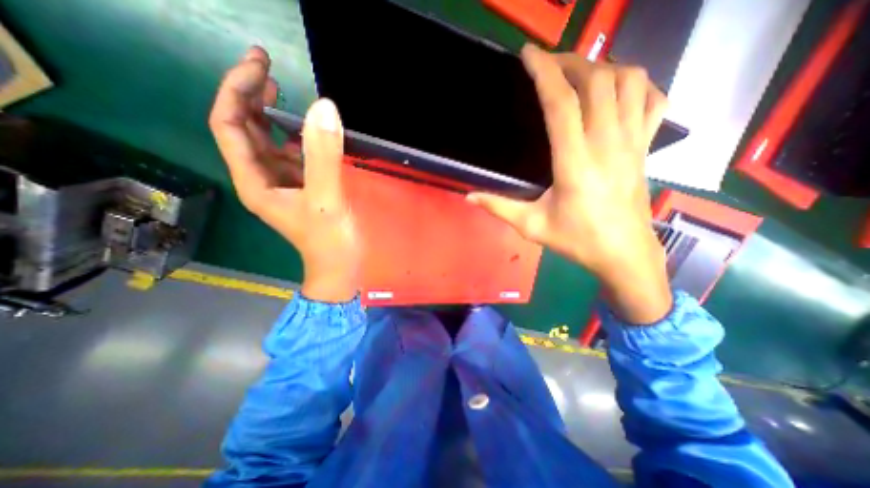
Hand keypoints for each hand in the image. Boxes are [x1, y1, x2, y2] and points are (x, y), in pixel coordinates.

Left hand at [207, 47, 358, 301]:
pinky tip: (306, 127)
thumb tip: (324, 107)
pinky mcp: (300, 186)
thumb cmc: (329, 241)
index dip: (237, 91)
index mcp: (255, 181)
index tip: (262, 66)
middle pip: (243, 128)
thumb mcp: (326, 199)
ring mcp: (281, 182)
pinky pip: (289, 153)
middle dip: (249, 94)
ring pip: (266, 139)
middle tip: (269, 65)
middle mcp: (261, 178)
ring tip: (283, 87)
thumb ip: (324, 156)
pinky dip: (293, 134)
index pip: (230, 125)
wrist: (339, 266)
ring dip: (270, 111)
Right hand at [469, 45, 670, 324]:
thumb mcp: (531, 227)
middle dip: (570, 62)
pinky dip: (637, 84)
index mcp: (575, 163)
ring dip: (602, 67)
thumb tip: (469, 197)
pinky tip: (618, 91)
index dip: (544, 73)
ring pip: (629, 81)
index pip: (561, 103)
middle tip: (549, 64)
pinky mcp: (646, 148)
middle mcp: (607, 144)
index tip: (528, 55)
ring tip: (579, 74)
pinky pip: (653, 100)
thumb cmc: (577, 241)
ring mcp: (633, 143)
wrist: (624, 254)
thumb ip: (499, 208)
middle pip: (596, 81)